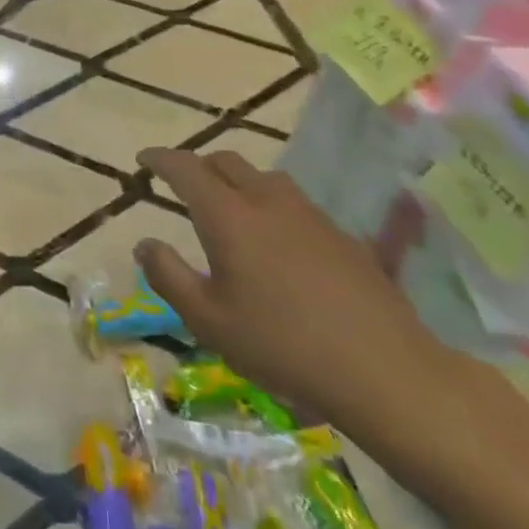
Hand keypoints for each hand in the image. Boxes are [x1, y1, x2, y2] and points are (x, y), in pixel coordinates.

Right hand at [134, 148, 458, 428]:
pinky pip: (292, 202)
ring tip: (228, 207)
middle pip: (226, 161)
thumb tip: (144, 243)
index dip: (161, 158)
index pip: (186, 168)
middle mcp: (267, 201)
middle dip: (198, 164)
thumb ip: (168, 276)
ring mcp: (309, 214)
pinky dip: (269, 204)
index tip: (143, 158)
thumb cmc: (281, 345)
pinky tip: (275, 240)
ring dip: (236, 180)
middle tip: (181, 184)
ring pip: (263, 177)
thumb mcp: (208, 320)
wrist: (384, 370)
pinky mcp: (341, 234)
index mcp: (228, 216)